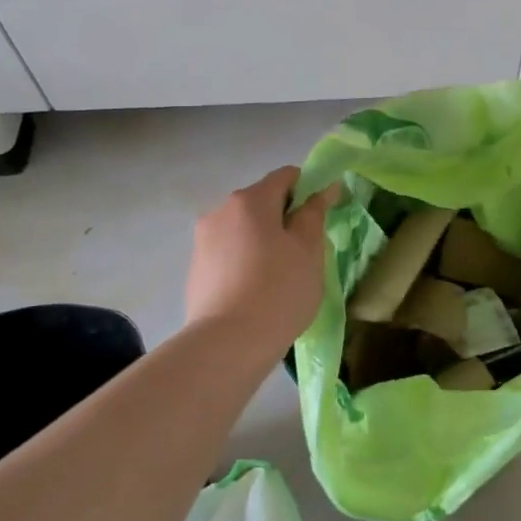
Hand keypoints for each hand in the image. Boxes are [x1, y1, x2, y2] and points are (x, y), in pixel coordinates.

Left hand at [185, 166, 340, 350]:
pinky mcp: (195, 268)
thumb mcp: (309, 250)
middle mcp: (221, 210)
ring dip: (263, 241)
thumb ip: (315, 213)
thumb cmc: (279, 291)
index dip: (308, 189)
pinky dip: (244, 261)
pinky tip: (255, 292)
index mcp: (251, 200)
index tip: (320, 218)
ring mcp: (203, 240)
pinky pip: (228, 253)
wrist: (227, 344)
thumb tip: (325, 187)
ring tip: (278, 277)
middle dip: (284, 219)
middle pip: (261, 202)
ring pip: (243, 229)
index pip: (285, 176)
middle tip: (304, 253)